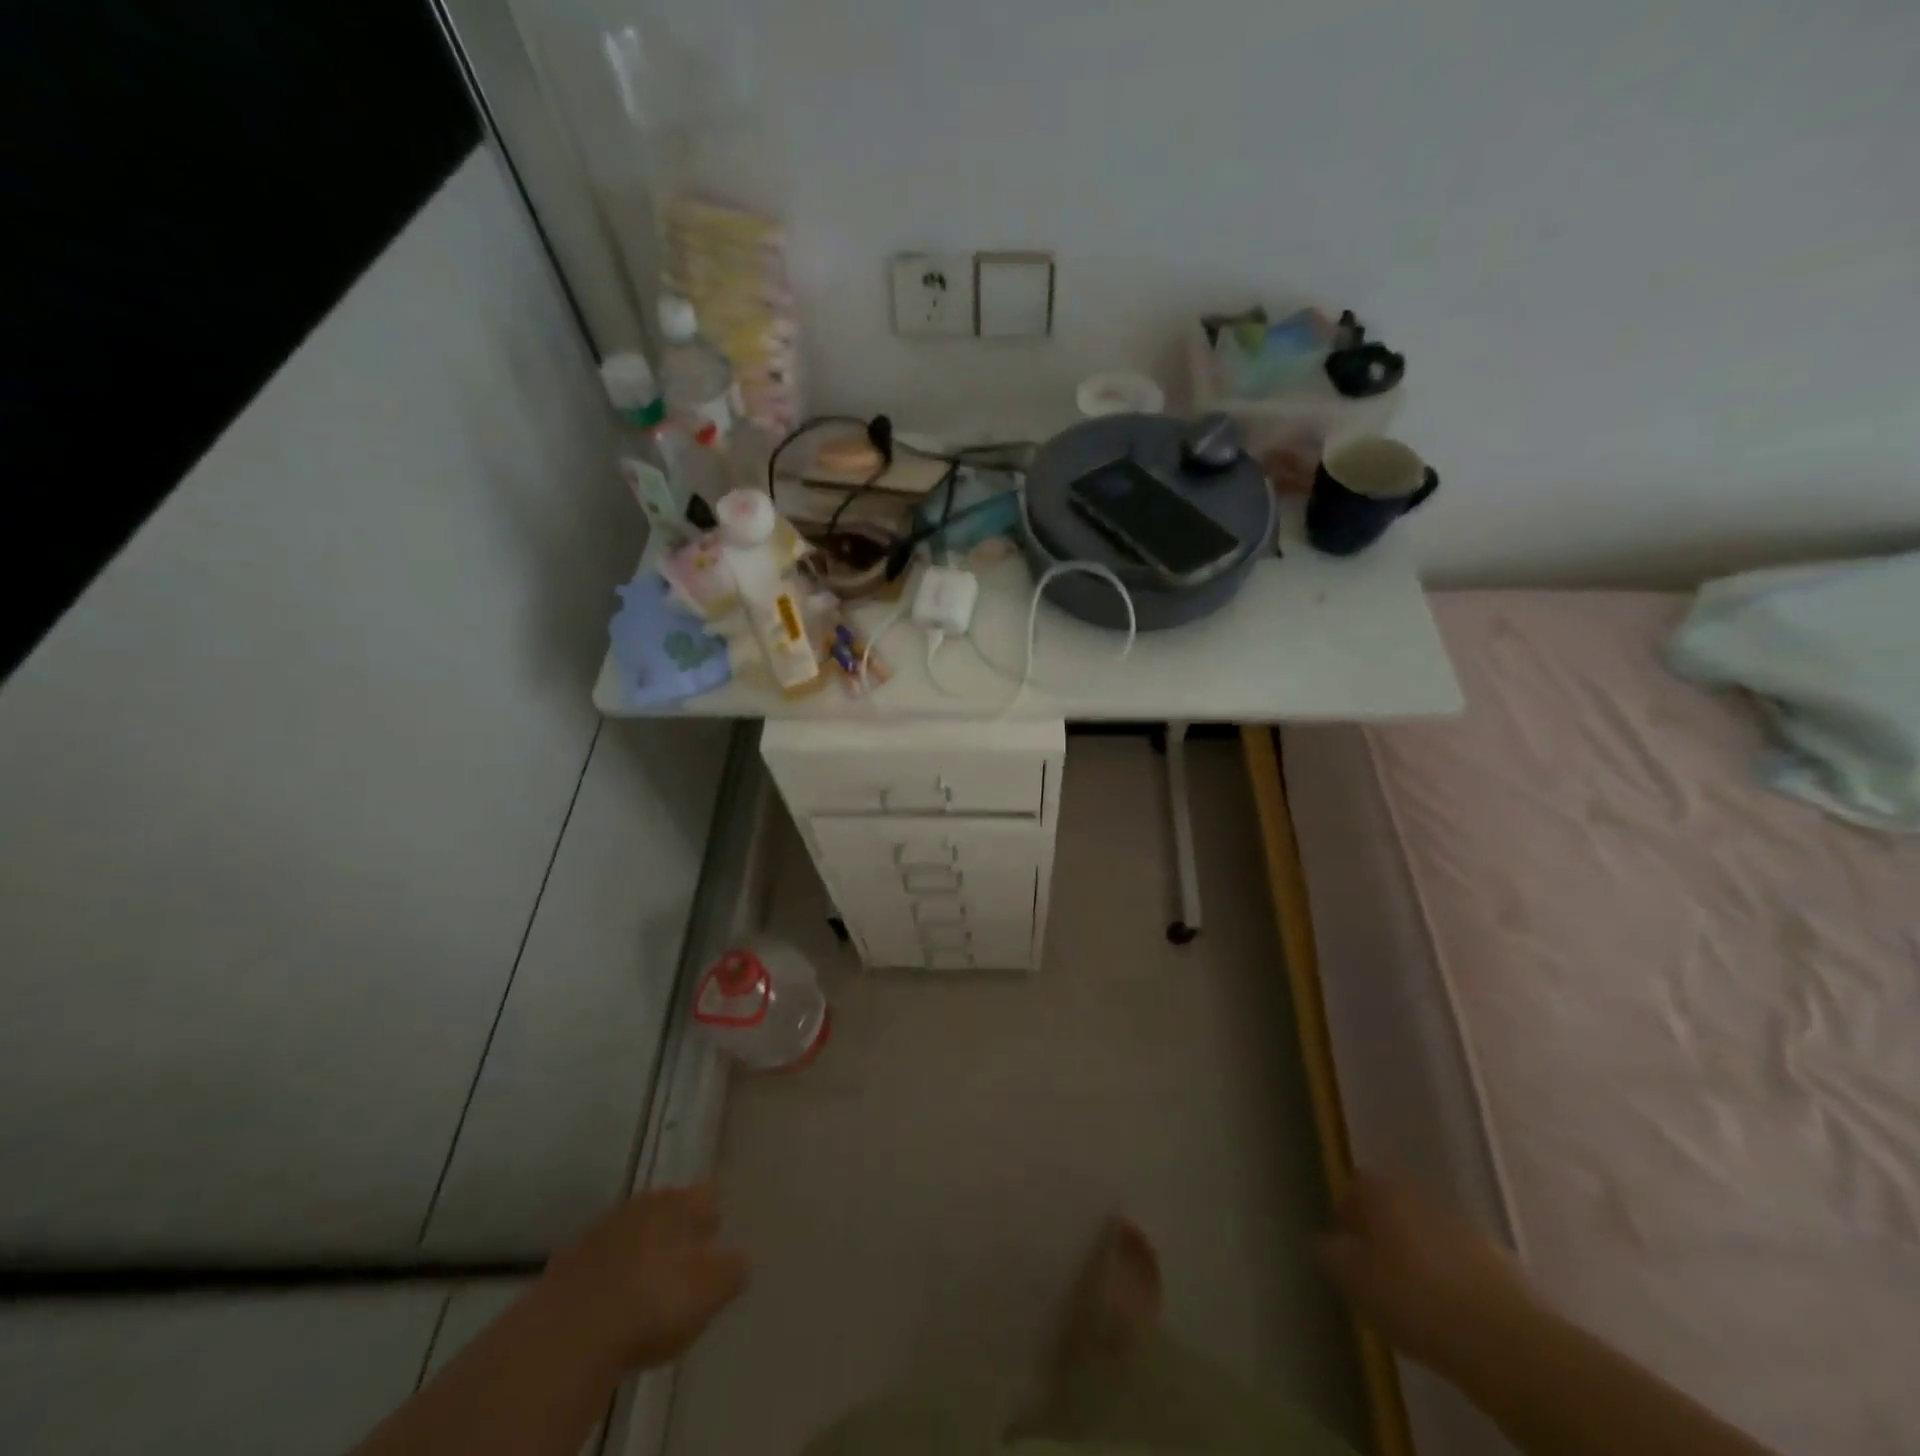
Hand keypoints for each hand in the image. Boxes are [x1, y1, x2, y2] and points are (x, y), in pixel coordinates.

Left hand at [542, 1183, 749, 1371]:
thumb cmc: (653, 1304)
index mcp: (678, 1203)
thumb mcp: (710, 1292)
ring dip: (641, 1250)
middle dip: (677, 1229)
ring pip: (632, 1232)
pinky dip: (610, 1275)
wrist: (568, 1336)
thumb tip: (740, 1258)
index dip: (714, 1215)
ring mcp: (599, 1231)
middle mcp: (641, 1204)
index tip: (717, 1237)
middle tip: (685, 1259)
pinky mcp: (567, 1264)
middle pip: (667, 1208)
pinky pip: (600, 1262)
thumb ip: (732, 1270)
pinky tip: (612, 1303)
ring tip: (648, 1285)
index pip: (707, 1194)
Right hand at [1318, 1171, 1538, 1377]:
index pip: (1357, 1182)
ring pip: (1430, 1233)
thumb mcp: (1354, 1281)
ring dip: (1419, 1254)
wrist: (1508, 1345)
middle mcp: (1424, 1199)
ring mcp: (1467, 1229)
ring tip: (1412, 1294)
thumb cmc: (1414, 1301)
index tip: (1343, 1237)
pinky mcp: (1502, 1265)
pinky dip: (1452, 1278)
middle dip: (1384, 1229)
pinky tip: (1448, 1311)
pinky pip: (1462, 1263)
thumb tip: (1325, 1240)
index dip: (1347, 1206)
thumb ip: (1332, 1254)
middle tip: (1374, 1265)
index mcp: (1385, 1194)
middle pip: (1396, 1205)